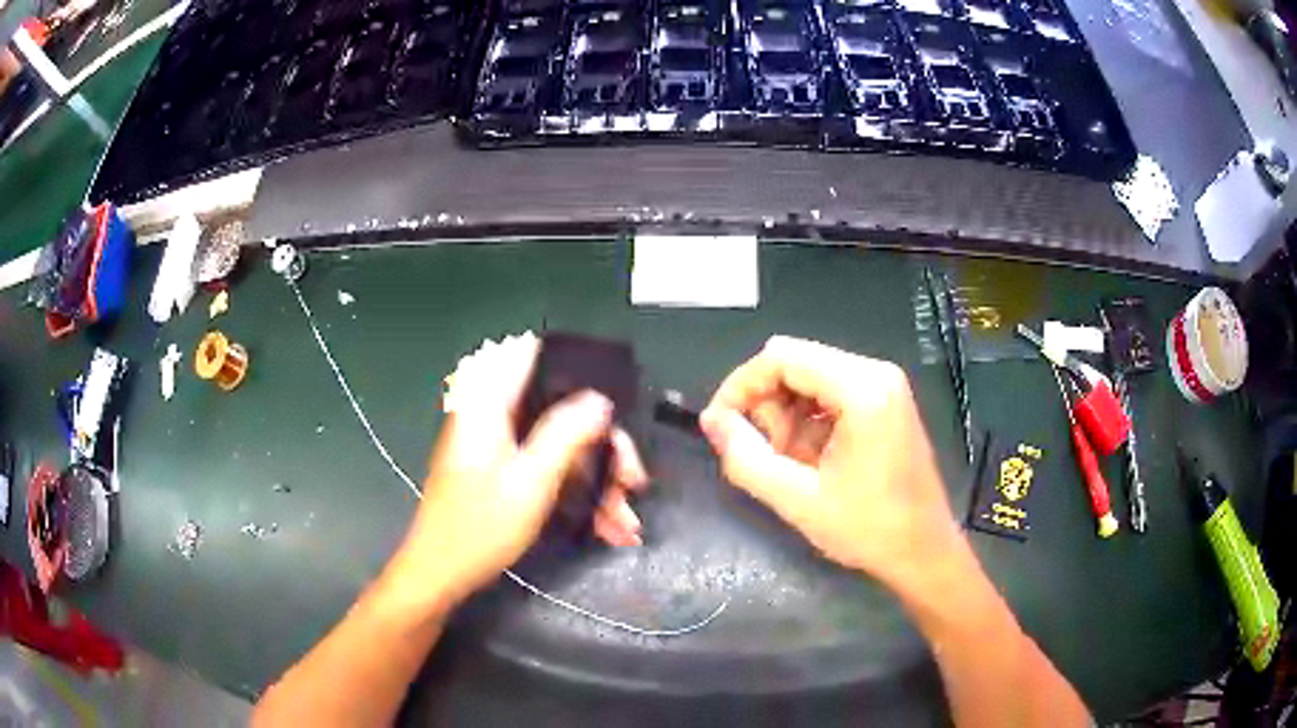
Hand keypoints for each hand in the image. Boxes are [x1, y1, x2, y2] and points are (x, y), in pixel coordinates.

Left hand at [386, 332, 647, 608]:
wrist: (442, 574)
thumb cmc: (480, 526)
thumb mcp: (531, 480)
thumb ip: (565, 433)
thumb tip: (600, 399)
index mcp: (490, 405)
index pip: (531, 354)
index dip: (574, 364)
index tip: (611, 395)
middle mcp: (495, 418)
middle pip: (561, 412)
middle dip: (603, 447)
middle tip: (632, 480)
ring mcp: (499, 447)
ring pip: (562, 447)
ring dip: (598, 481)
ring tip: (626, 521)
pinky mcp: (504, 473)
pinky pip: (551, 471)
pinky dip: (579, 495)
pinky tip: (607, 528)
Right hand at [699, 336, 960, 590]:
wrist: (923, 551)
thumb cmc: (867, 529)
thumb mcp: (797, 500)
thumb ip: (745, 457)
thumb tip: (712, 421)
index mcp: (862, 388)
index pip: (780, 357)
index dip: (740, 386)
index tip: (719, 425)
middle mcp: (875, 372)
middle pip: (795, 362)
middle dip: (766, 404)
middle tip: (764, 455)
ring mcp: (884, 385)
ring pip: (809, 376)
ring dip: (785, 415)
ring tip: (789, 464)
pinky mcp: (886, 401)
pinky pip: (829, 392)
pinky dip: (808, 420)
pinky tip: (812, 460)